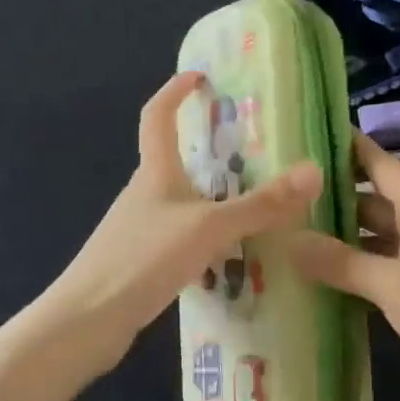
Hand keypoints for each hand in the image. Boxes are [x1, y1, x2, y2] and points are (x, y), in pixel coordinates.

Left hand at [43, 71, 322, 372]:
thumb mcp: (209, 227)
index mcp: (154, 172)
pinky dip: (204, 233)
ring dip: (210, 194)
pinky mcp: (140, 261)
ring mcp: (139, 228)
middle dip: (206, 147)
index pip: (157, 115)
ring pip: (180, 199)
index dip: (174, 91)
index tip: (199, 76)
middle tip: (251, 147)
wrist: (85, 324)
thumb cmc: (143, 259)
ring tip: (252, 201)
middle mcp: (144, 193)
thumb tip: (314, 171)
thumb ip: (261, 204)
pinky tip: (228, 255)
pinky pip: (180, 234)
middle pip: (173, 158)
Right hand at [274, 133, 399, 400]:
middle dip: (330, 196)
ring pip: (375, 233)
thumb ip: (340, 262)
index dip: (341, 145)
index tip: (298, 136)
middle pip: (370, 196)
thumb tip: (286, 239)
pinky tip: (322, 278)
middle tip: (278, 196)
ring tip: (289, 235)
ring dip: (341, 236)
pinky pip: (385, 264)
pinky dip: (358, 267)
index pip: (374, 159)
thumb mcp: (392, 285)